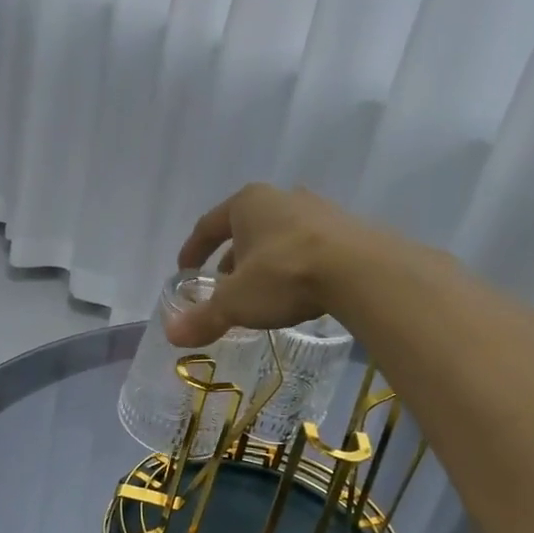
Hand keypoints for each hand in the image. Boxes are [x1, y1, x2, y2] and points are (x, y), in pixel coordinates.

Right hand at [166, 183, 364, 346]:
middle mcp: (281, 198)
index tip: (185, 270)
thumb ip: (204, 317)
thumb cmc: (284, 275)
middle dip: (232, 257)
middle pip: (246, 228)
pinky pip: (308, 247)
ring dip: (264, 261)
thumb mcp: (237, 302)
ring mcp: (318, 210)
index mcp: (247, 203)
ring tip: (261, 291)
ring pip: (278, 237)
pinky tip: (298, 290)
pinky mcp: (347, 229)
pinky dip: (294, 266)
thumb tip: (172, 334)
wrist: (361, 270)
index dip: (193, 249)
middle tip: (223, 285)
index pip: (208, 225)